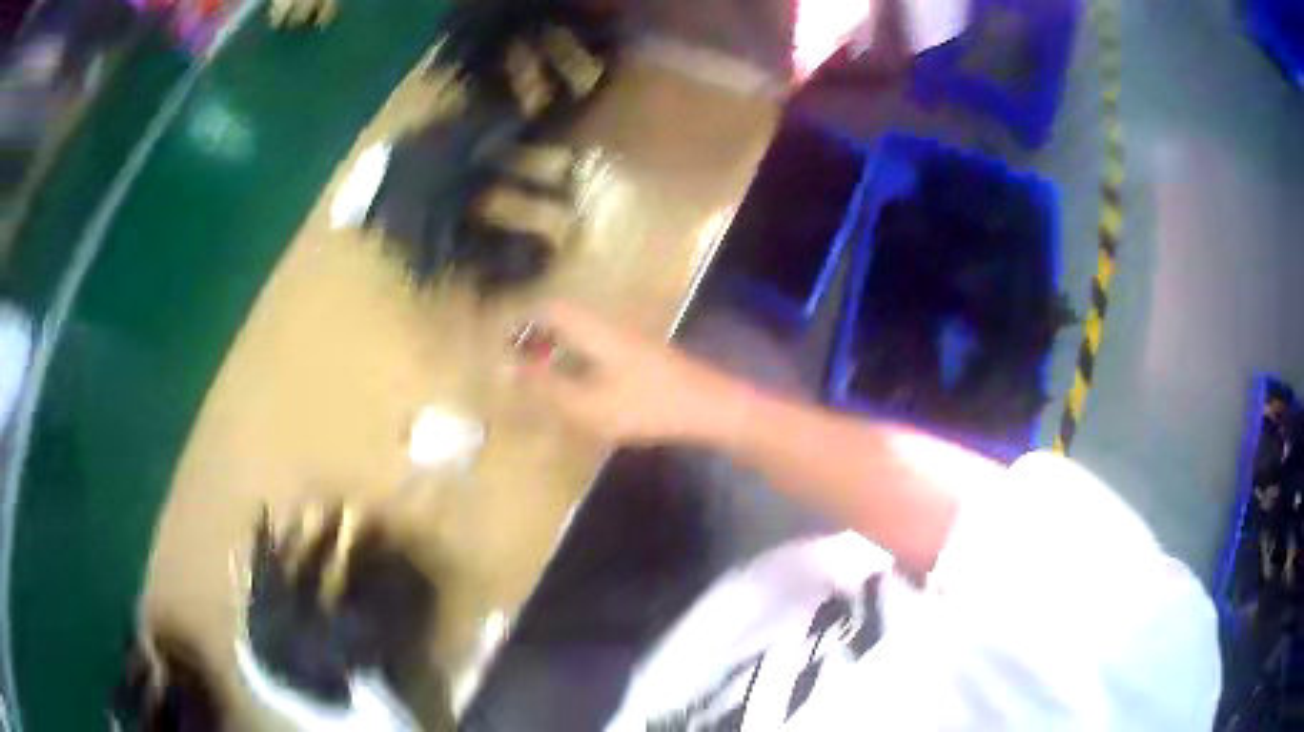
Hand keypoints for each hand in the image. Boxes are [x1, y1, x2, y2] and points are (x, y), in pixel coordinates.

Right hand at [513, 302, 750, 444]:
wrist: (711, 407)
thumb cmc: (647, 405)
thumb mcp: (588, 404)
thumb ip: (545, 388)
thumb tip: (504, 369)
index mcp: (594, 330)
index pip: (550, 309)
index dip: (523, 320)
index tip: (502, 341)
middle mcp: (611, 325)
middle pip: (567, 318)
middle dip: (539, 335)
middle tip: (520, 362)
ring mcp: (632, 339)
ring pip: (584, 332)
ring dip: (560, 347)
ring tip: (544, 376)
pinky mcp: (645, 356)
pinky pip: (600, 346)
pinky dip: (580, 359)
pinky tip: (582, 386)